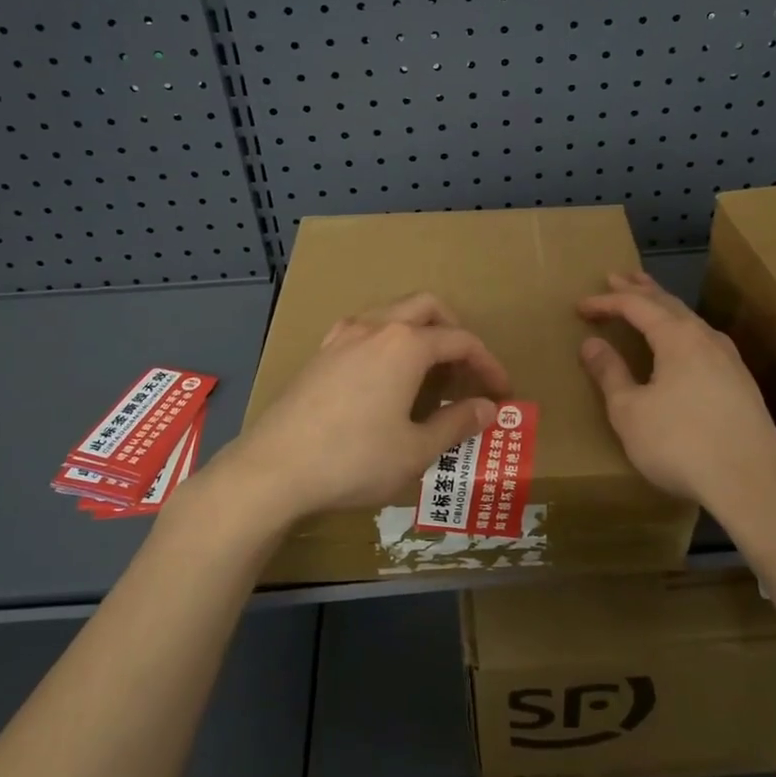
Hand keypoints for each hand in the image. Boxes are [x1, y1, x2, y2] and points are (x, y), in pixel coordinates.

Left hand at [219, 293, 509, 526]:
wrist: (273, 469)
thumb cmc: (354, 460)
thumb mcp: (416, 450)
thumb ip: (456, 423)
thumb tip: (488, 408)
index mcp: (406, 345)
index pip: (461, 341)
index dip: (488, 364)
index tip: (502, 392)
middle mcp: (375, 327)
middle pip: (426, 307)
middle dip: (454, 331)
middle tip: (465, 369)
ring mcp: (341, 337)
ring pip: (391, 313)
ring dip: (418, 332)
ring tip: (427, 373)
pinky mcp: (319, 354)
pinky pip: (363, 331)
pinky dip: (386, 342)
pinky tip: (382, 377)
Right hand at [577, 272, 775, 510]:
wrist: (752, 483)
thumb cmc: (680, 443)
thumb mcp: (630, 412)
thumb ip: (610, 374)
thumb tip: (591, 343)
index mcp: (677, 337)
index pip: (636, 306)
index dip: (606, 302)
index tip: (581, 306)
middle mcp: (706, 338)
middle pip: (669, 303)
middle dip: (640, 289)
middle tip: (618, 277)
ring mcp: (730, 360)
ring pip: (691, 321)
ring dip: (664, 308)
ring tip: (648, 302)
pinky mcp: (742, 384)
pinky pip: (704, 341)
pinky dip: (682, 331)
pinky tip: (683, 345)